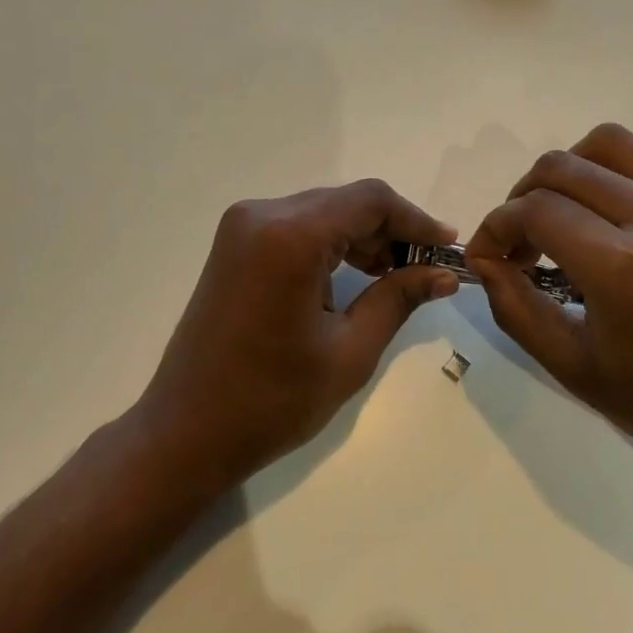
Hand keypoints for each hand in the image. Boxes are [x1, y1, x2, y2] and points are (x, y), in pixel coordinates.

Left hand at [129, 181, 461, 497]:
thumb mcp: (349, 351)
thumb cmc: (272, 400)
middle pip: (346, 202)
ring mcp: (242, 227)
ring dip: (361, 236)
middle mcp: (263, 215)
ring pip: (322, 212)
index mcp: (291, 236)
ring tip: (394, 275)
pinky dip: (330, 243)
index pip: (370, 201)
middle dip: (390, 230)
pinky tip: (353, 275)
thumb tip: (444, 273)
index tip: (447, 247)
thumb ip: (398, 298)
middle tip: (425, 267)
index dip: (415, 219)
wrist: (185, 431)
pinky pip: (296, 227)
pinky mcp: (234, 244)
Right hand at [464, 124, 632, 503]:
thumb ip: (514, 306)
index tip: (489, 254)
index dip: (496, 227)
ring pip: (613, 142)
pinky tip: (632, 202)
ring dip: (575, 169)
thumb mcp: (571, 366)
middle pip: (564, 167)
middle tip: (524, 237)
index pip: (534, 211)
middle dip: (523, 195)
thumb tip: (487, 259)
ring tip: (572, 209)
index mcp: (620, 266)